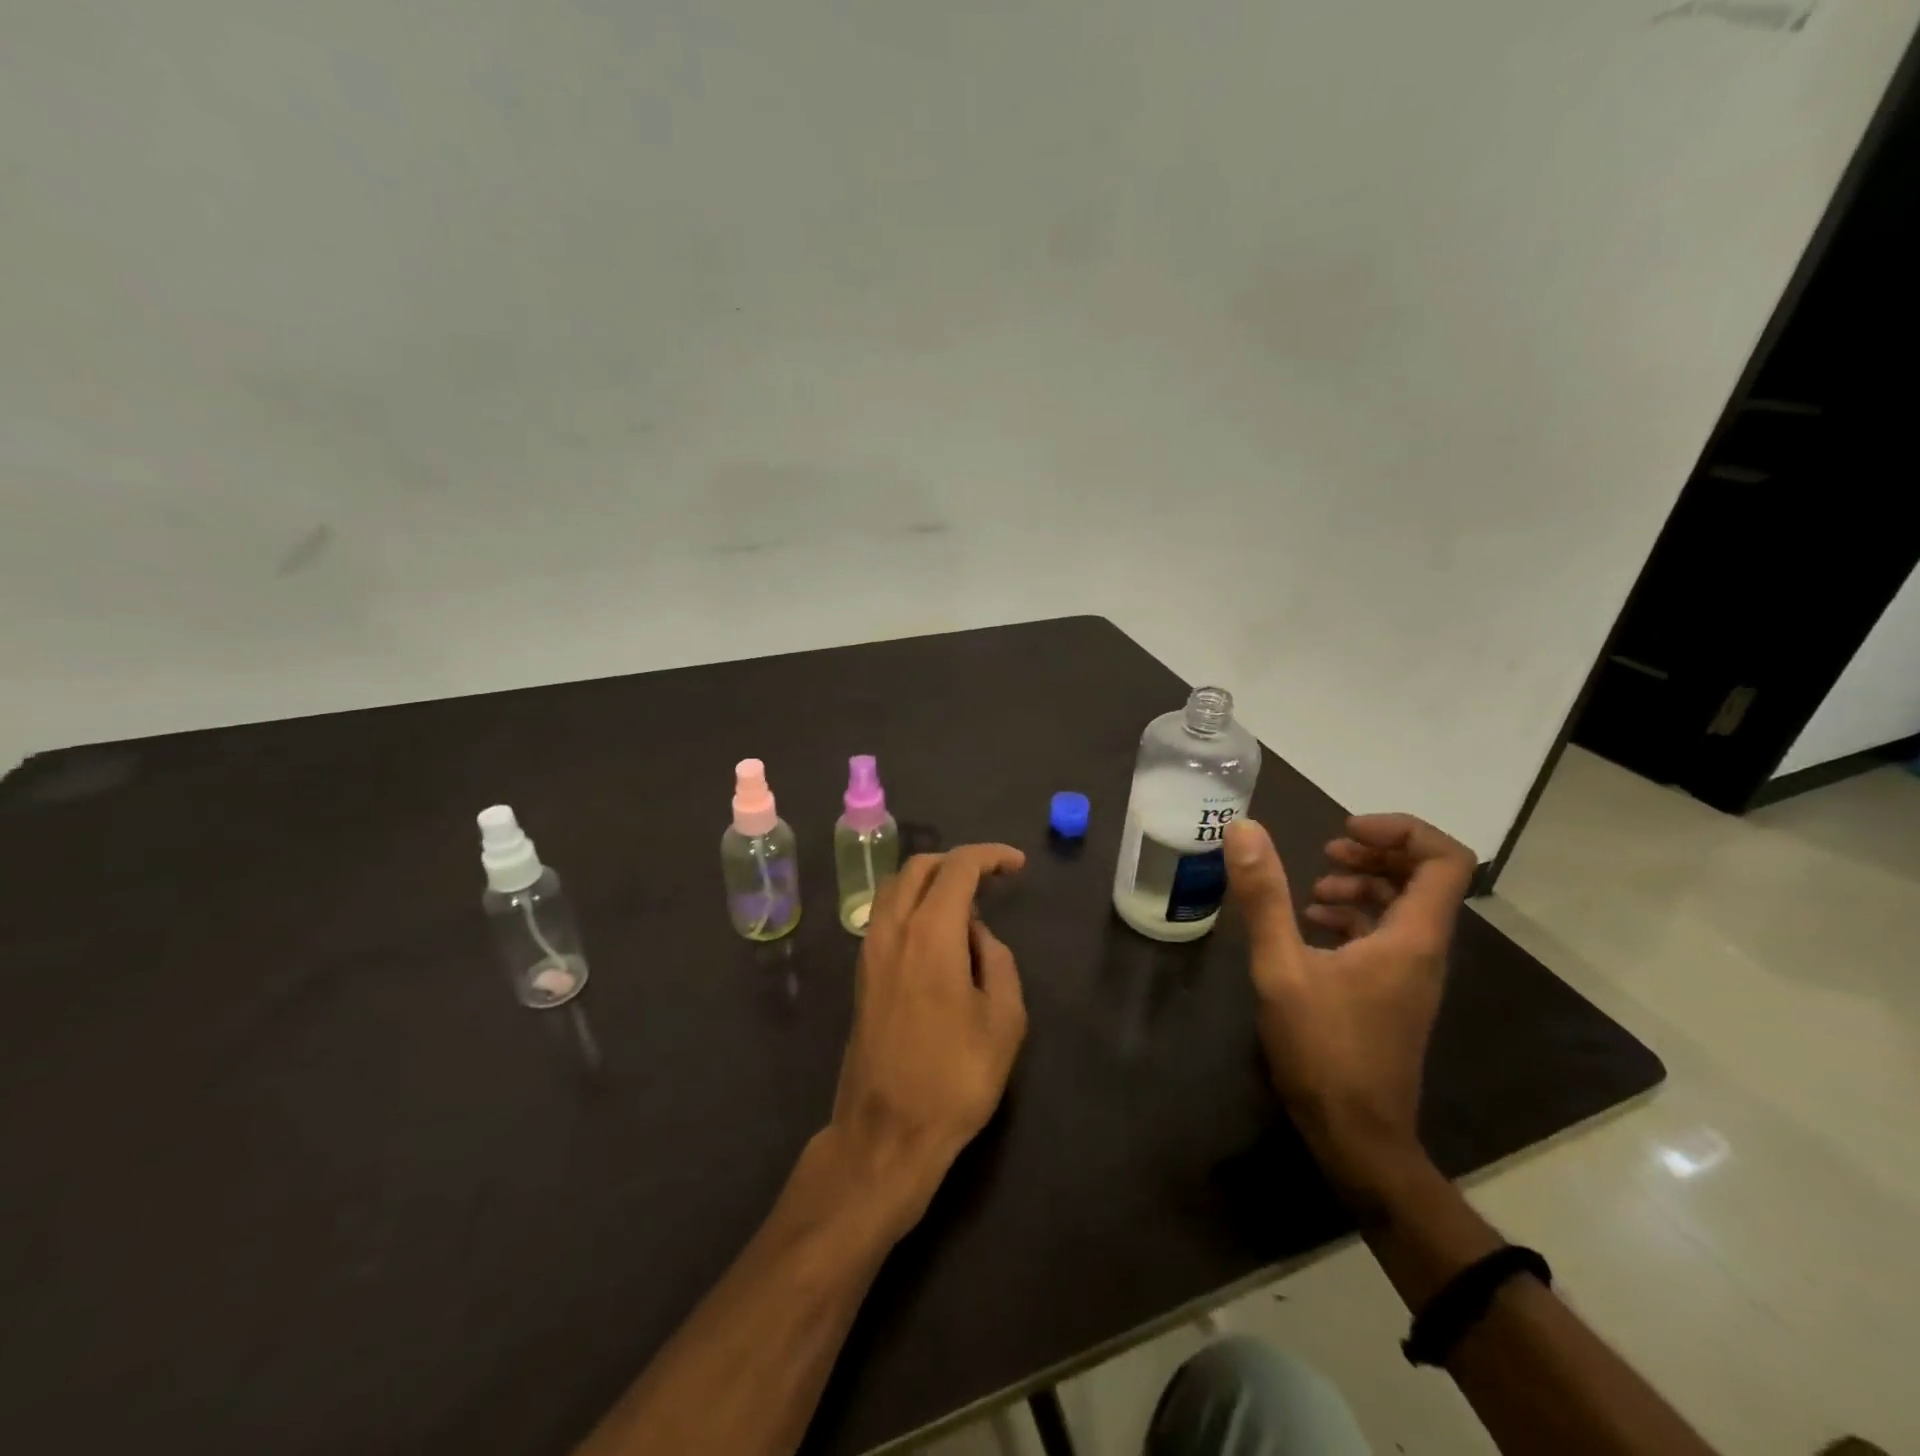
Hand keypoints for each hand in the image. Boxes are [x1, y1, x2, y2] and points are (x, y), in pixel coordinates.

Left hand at [825, 844, 1027, 1240]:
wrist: (886, 1132)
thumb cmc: (955, 1078)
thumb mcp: (1004, 1020)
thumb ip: (998, 960)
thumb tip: (977, 935)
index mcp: (930, 933)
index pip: (958, 868)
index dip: (990, 856)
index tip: (1017, 865)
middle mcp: (892, 929)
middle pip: (919, 867)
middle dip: (958, 862)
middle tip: (992, 878)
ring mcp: (870, 950)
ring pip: (895, 888)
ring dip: (931, 881)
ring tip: (967, 906)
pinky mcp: (862, 974)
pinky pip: (886, 916)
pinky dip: (913, 905)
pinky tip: (939, 937)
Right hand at [1224, 814, 1474, 1192]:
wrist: (1357, 1136)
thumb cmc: (1323, 1049)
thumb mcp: (1281, 967)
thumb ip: (1263, 896)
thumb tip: (1244, 829)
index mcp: (1412, 937)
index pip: (1444, 860)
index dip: (1402, 830)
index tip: (1345, 829)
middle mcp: (1422, 950)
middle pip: (1425, 878)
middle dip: (1376, 852)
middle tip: (1326, 848)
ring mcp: (1410, 974)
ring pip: (1402, 907)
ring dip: (1362, 884)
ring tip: (1312, 888)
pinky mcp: (1392, 993)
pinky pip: (1385, 936)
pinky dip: (1353, 917)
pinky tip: (1310, 925)